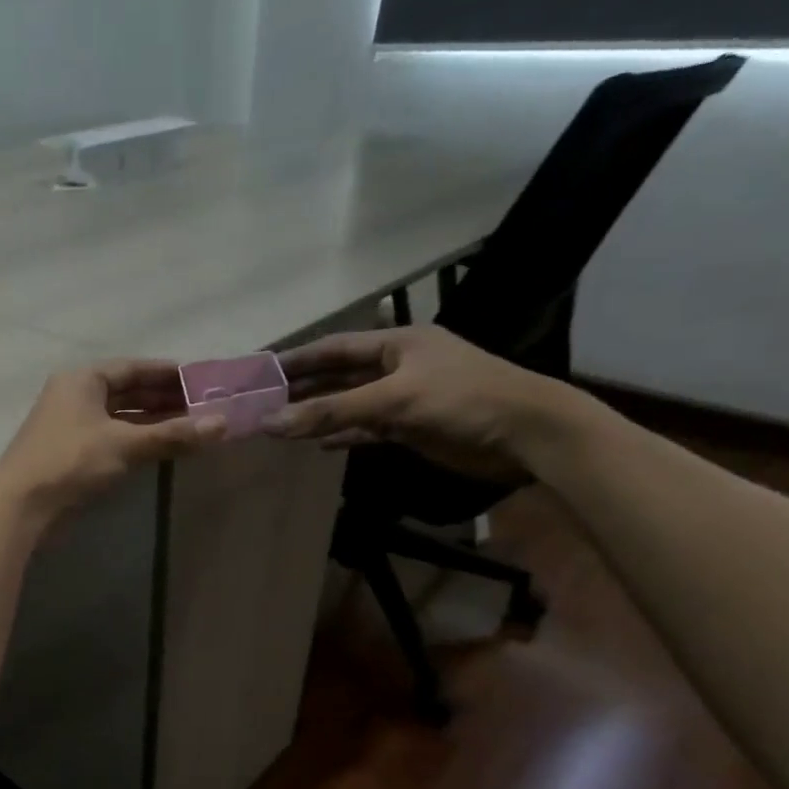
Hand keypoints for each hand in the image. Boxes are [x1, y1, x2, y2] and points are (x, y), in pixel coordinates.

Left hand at [0, 361, 226, 521]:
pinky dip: (137, 441)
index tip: (202, 380)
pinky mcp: (72, 454)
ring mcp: (72, 426)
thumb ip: (172, 434)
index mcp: (83, 379)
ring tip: (192, 427)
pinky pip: (113, 438)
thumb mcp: (125, 445)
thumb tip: (222, 424)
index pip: (133, 368)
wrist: (20, 506)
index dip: (169, 373)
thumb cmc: (70, 462)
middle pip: (128, 392)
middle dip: (165, 399)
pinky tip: (162, 448)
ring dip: (154, 422)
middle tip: (205, 407)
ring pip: (121, 418)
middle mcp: (76, 396)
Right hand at [262, 325, 578, 480]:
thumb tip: (271, 423)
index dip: (297, 358)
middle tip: (263, 402)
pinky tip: (319, 444)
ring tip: (281, 425)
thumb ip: (332, 411)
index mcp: (397, 343)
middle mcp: (398, 366)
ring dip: (320, 414)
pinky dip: (344, 434)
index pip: (335, 348)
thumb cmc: (463, 401)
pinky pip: (368, 428)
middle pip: (339, 376)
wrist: (528, 434)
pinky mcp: (413, 426)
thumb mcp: (394, 400)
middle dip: (304, 388)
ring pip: (351, 404)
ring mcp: (406, 397)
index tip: (261, 370)